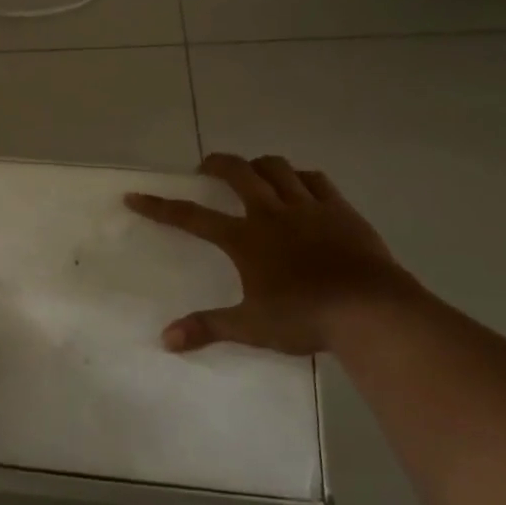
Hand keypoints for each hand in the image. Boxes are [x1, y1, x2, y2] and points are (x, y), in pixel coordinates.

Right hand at [124, 153, 423, 354]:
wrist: (370, 310)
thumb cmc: (305, 317)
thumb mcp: (251, 326)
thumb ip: (208, 327)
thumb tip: (166, 339)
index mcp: (245, 238)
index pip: (192, 217)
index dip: (160, 206)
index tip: (136, 196)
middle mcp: (271, 213)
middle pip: (238, 173)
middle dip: (216, 164)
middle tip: (205, 168)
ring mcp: (308, 207)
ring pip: (277, 168)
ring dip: (258, 165)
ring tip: (252, 172)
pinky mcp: (340, 210)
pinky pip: (315, 180)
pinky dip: (300, 177)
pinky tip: (299, 184)